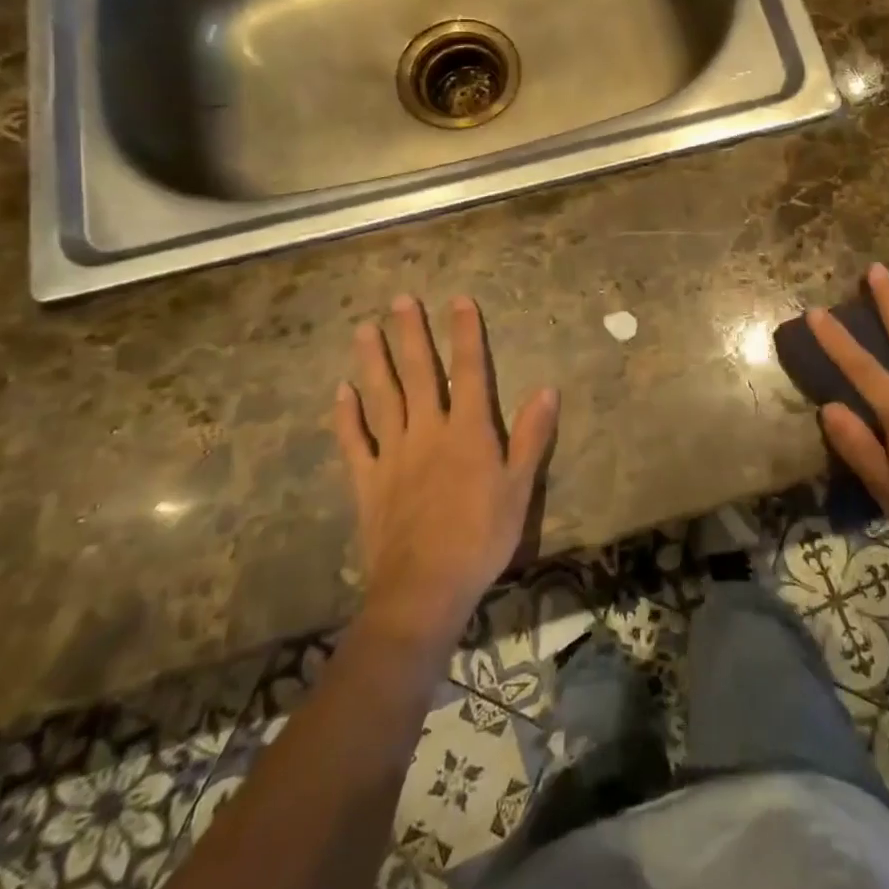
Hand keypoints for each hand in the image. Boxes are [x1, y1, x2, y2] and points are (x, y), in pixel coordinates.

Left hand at [333, 295, 558, 644]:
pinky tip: (340, 391)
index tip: (459, 300)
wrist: (424, 588)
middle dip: (410, 334)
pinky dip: (346, 416)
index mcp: (467, 431)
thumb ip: (532, 436)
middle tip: (399, 301)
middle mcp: (427, 431)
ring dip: (372, 362)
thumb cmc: (481, 537)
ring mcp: (393, 454)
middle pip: (417, 374)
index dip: (465, 334)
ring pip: (382, 398)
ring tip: (363, 329)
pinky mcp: (368, 480)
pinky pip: (354, 442)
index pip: (468, 371)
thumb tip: (547, 389)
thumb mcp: (520, 487)